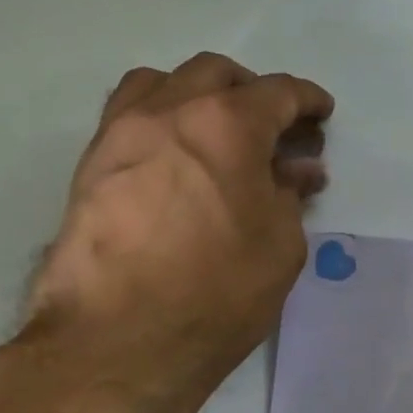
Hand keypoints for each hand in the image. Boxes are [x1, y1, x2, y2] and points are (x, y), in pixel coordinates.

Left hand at [28, 53, 331, 384]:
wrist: (120, 339)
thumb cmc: (218, 292)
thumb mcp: (280, 246)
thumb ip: (289, 195)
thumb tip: (297, 171)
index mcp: (227, 124)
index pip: (278, 93)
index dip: (307, 100)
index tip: (321, 114)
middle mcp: (170, 111)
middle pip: (217, 74)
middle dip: (253, 93)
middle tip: (272, 130)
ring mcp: (122, 133)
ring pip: (163, 82)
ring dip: (199, 96)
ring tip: (217, 134)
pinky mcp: (91, 164)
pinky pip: (129, 116)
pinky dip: (161, 120)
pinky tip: (175, 159)